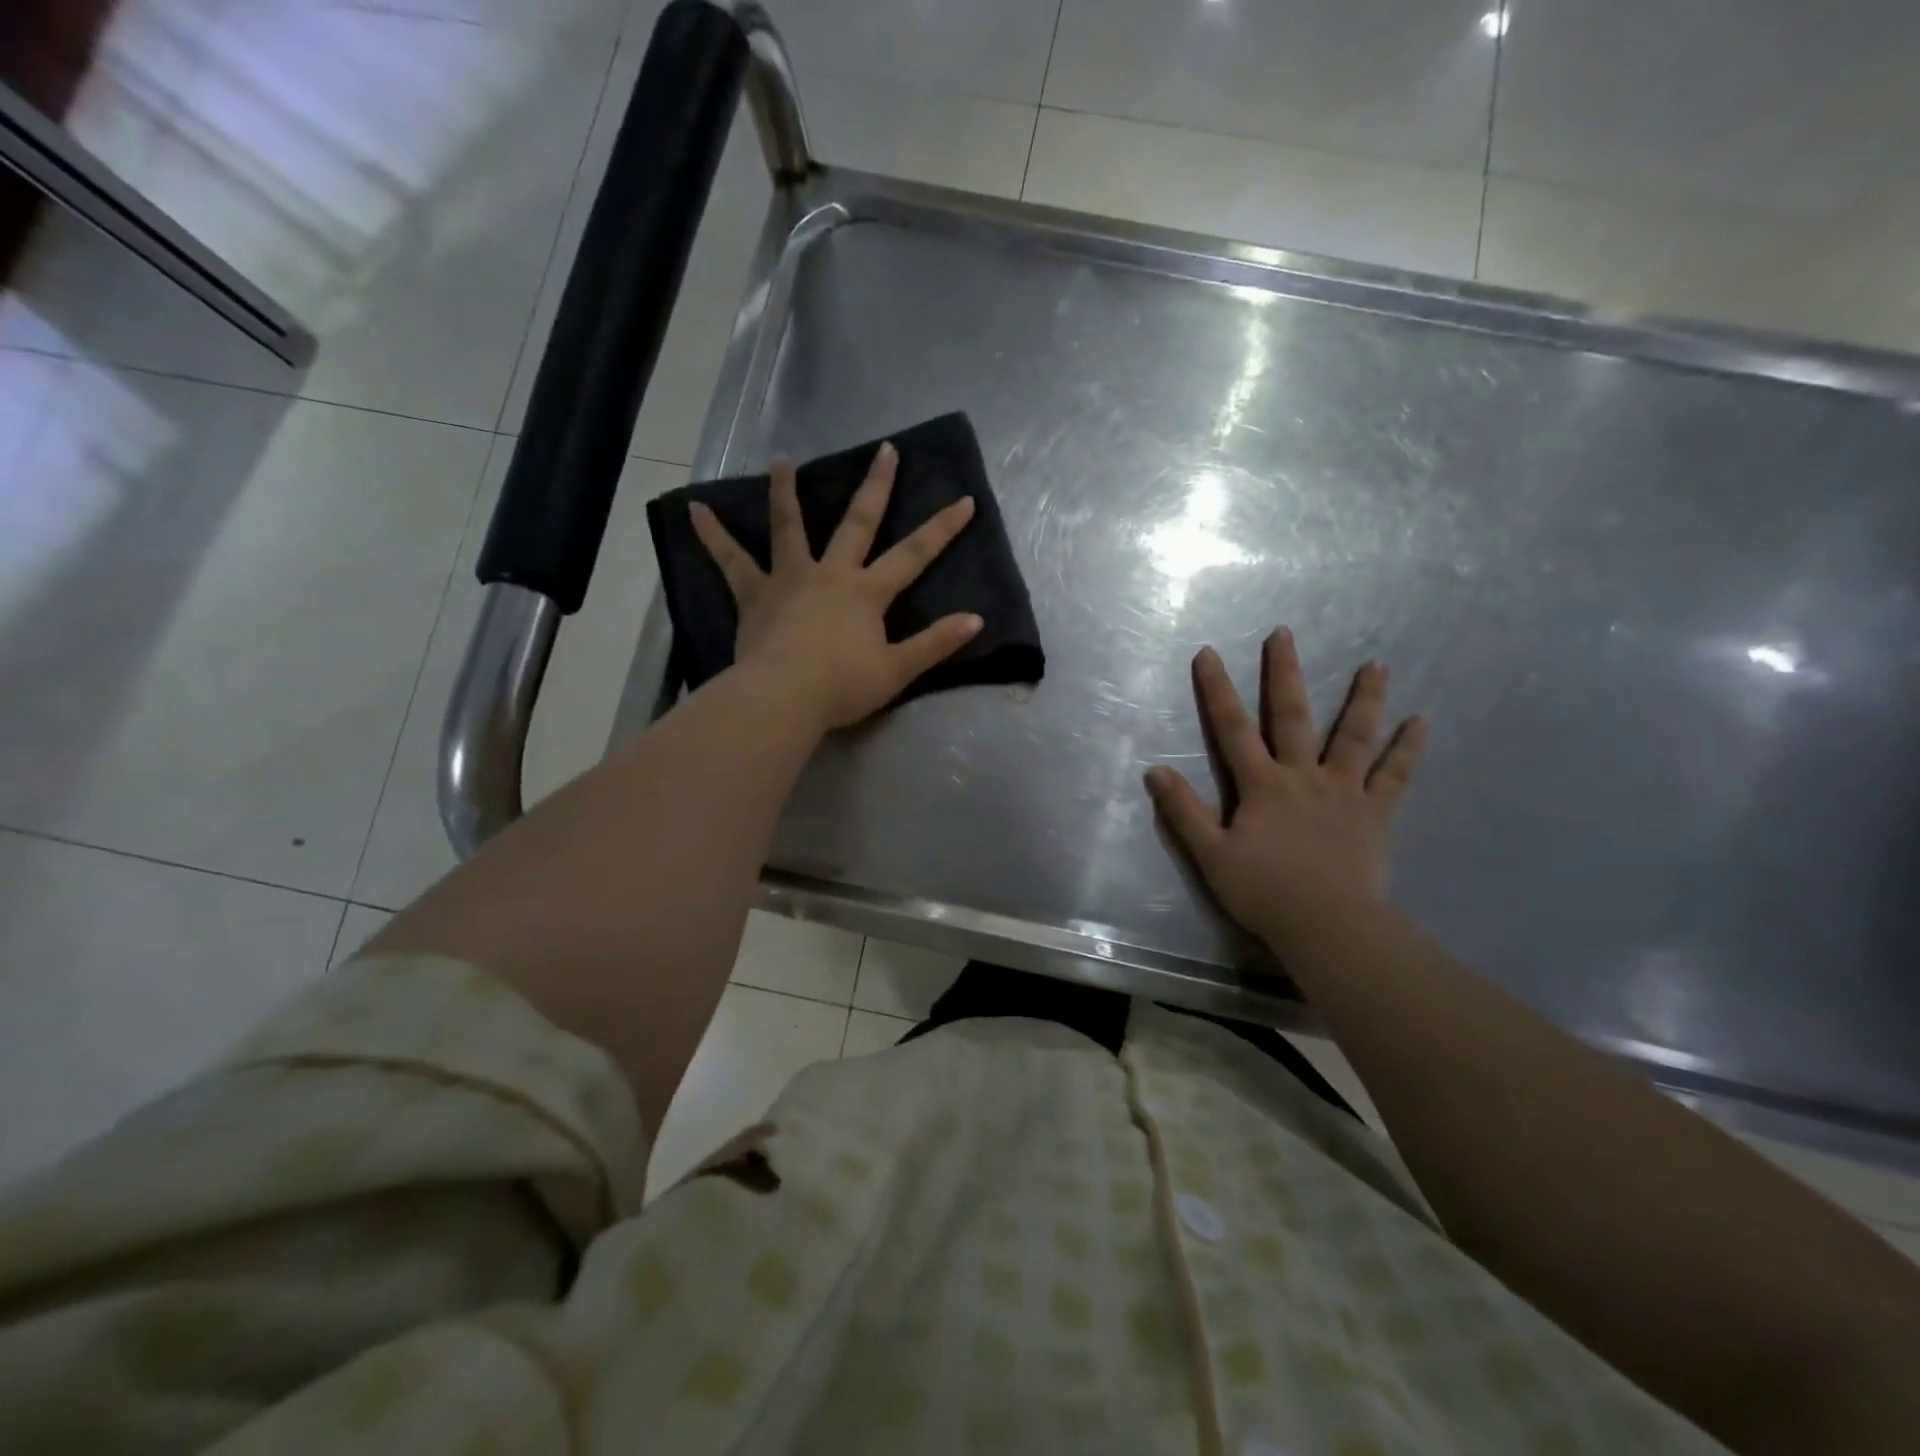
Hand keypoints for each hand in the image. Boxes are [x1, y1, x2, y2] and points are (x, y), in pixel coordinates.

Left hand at [690, 443, 981, 731]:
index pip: (914, 554)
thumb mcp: (897, 670)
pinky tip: (694, 510)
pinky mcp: (754, 595)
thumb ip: (935, 643)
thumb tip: (975, 620)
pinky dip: (712, 535)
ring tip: (780, 461)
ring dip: (786, 493)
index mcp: (867, 592)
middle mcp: (831, 574)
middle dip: (876, 487)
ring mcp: (789, 579)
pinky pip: (730, 561)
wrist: (783, 698)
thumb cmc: (842, 686)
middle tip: (885, 450)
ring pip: (789, 528)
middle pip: (857, 523)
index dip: (942, 528)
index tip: (965, 500)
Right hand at [1144, 629, 1426, 947]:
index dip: (1217, 690)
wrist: (1327, 926)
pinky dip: (1407, 749)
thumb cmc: (1264, 892)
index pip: (1232, 729)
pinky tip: (1421, 722)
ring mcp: (1344, 792)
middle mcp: (1303, 776)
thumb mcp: (1211, 855)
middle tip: (1285, 634)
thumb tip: (1155, 770)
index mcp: (1262, 786)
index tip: (1208, 653)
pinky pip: (1395, 776)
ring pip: (1354, 736)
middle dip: (1285, 674)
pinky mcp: (1374, 813)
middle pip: (1292, 717)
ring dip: (1363, 698)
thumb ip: (1184, 811)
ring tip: (1377, 664)